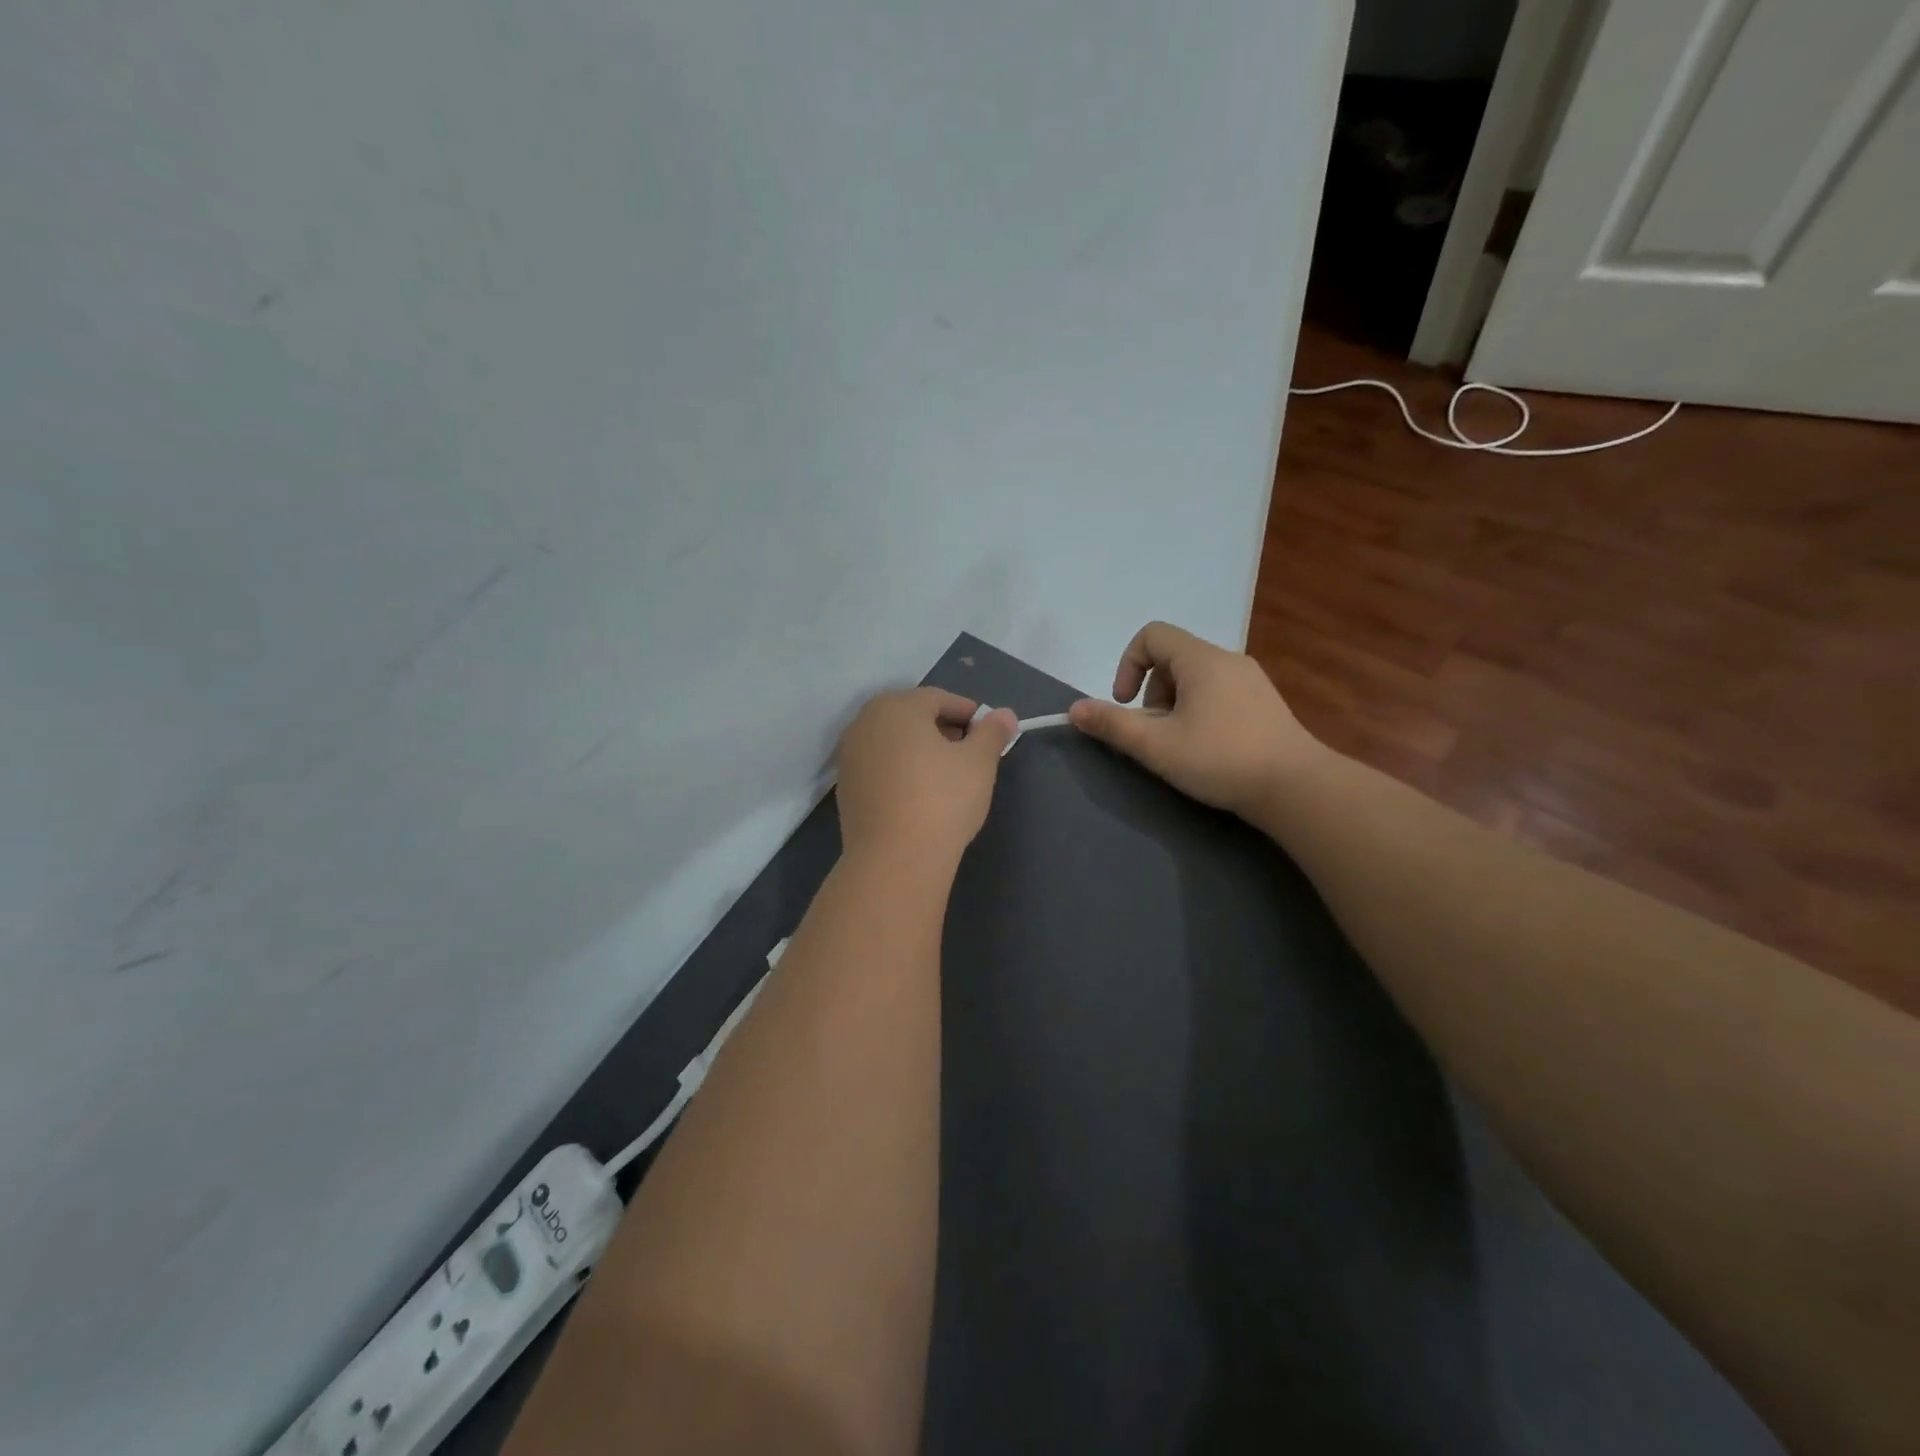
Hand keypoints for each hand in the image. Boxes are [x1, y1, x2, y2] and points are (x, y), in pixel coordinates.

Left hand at [836, 688, 1018, 867]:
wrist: (894, 860)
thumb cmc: (942, 800)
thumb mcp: (979, 762)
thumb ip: (992, 732)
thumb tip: (1004, 714)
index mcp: (897, 707)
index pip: (939, 698)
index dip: (968, 713)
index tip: (989, 734)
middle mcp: (865, 722)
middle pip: (912, 716)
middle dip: (943, 729)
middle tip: (970, 753)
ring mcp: (850, 756)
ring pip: (893, 742)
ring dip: (920, 750)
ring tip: (947, 776)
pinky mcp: (846, 787)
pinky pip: (880, 766)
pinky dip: (901, 771)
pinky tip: (919, 795)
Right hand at [1067, 622, 1322, 820]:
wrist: (1296, 787)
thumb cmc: (1221, 759)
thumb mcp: (1156, 746)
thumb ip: (1112, 725)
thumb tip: (1073, 710)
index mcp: (1201, 660)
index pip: (1152, 635)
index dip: (1128, 665)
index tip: (1126, 704)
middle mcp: (1228, 660)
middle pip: (1172, 658)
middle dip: (1151, 692)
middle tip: (1155, 732)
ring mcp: (1251, 680)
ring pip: (1195, 677)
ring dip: (1174, 704)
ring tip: (1179, 744)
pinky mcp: (1264, 703)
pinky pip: (1218, 692)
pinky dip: (1200, 710)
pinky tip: (1207, 748)